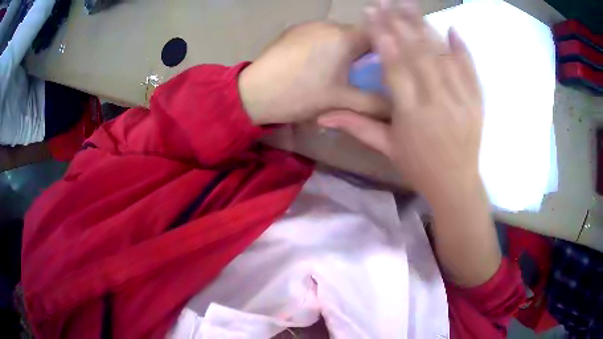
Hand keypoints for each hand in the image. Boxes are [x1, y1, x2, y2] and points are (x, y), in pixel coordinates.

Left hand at [239, 22, 387, 124]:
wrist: (253, 93)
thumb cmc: (299, 95)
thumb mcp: (341, 103)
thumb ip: (374, 104)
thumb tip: (397, 107)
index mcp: (344, 38)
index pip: (379, 35)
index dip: (386, 51)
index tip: (384, 68)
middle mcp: (329, 24)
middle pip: (359, 34)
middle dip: (364, 53)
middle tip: (359, 75)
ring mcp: (309, 24)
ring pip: (339, 34)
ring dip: (344, 49)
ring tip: (334, 71)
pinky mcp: (295, 30)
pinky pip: (321, 34)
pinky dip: (327, 46)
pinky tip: (315, 64)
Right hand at [318, 1, 482, 199]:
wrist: (456, 184)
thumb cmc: (418, 167)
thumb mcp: (386, 148)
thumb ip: (357, 126)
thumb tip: (321, 116)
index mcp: (411, 114)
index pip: (395, 66)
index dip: (382, 37)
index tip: (371, 15)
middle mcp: (437, 101)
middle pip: (418, 53)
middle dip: (400, 23)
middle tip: (386, 2)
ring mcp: (461, 99)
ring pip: (442, 55)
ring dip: (424, 27)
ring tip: (409, 6)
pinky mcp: (476, 101)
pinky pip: (469, 69)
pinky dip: (461, 48)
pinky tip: (451, 28)